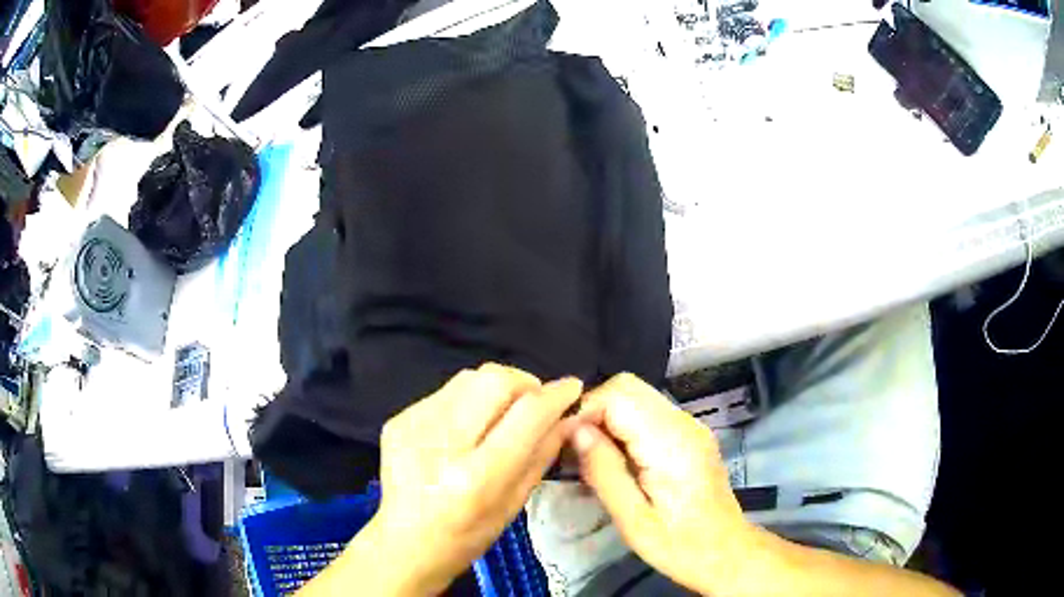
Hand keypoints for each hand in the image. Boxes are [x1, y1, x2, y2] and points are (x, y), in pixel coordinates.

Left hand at [371, 364, 582, 594]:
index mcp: (477, 476)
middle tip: (532, 404)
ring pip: (469, 378)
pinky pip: (445, 393)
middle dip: (524, 383)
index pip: (527, 414)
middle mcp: (443, 443)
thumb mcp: (514, 503)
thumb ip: (543, 453)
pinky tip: (465, 428)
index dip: (556, 394)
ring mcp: (414, 427)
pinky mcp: (398, 420)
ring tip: (499, 415)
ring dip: (495, 389)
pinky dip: (467, 401)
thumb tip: (570, 416)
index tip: (572, 388)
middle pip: (495, 379)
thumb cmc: (467, 535)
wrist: (404, 543)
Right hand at [571, 373, 754, 595]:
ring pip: (637, 396)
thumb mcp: (633, 520)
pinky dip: (624, 425)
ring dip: (607, 417)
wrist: (726, 552)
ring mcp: (690, 426)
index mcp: (671, 443)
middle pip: (627, 386)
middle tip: (574, 450)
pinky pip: (648, 413)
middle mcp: (683, 423)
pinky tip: (616, 458)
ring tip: (590, 455)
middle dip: (593, 410)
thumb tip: (575, 431)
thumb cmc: (678, 545)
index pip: (618, 395)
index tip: (563, 444)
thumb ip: (604, 472)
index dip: (584, 411)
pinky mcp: (690, 435)